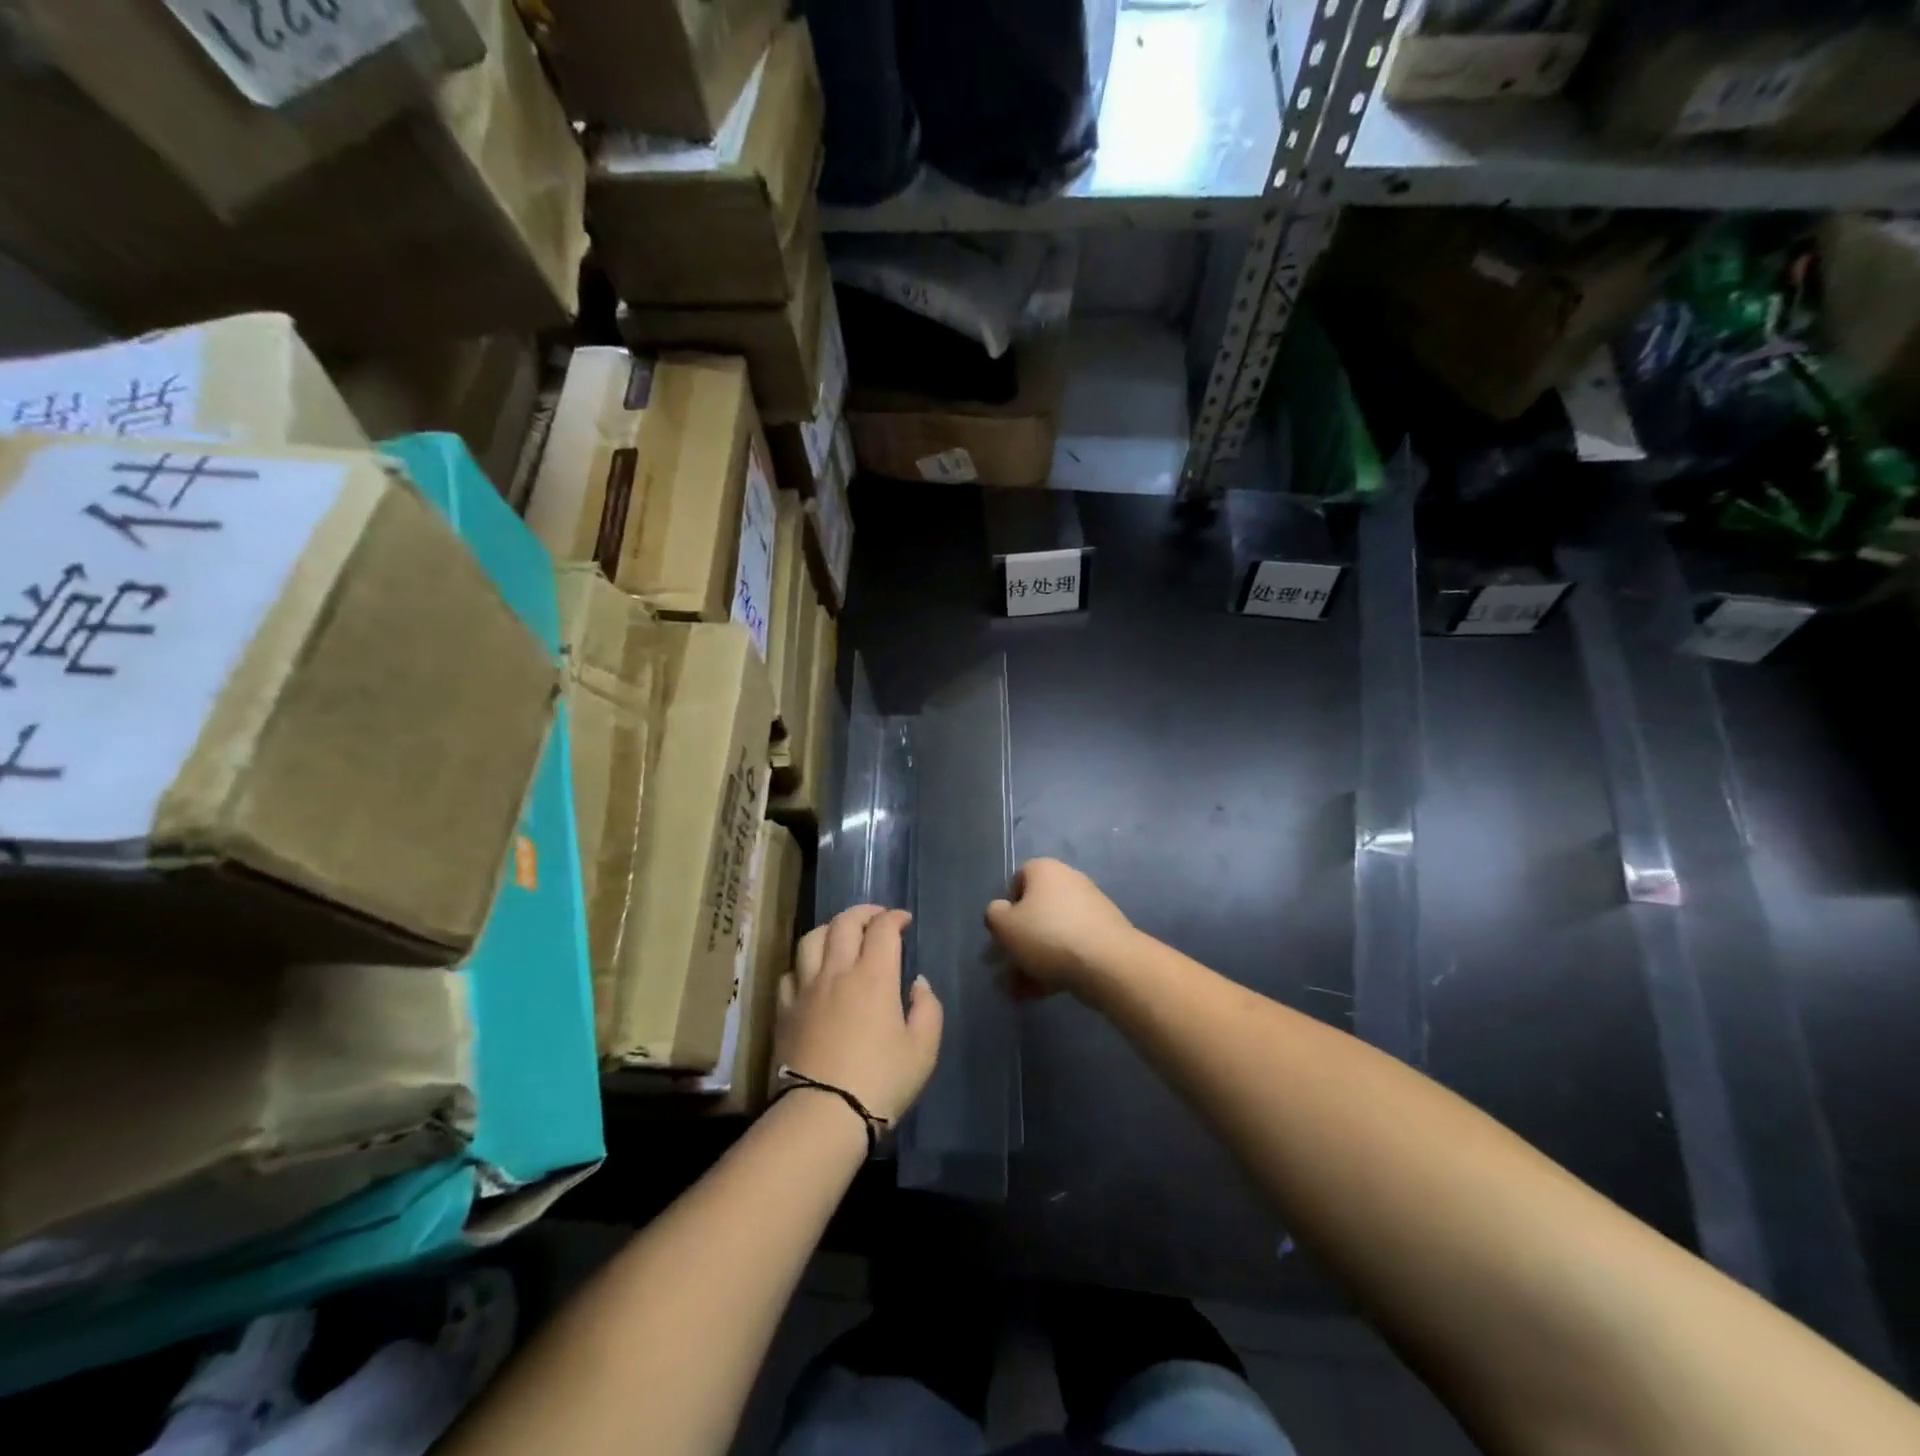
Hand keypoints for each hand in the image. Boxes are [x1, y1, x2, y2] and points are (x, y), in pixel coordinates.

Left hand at [776, 905, 942, 1124]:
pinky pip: (790, 971)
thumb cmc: (881, 1081)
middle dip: (863, 912)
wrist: (823, 1115)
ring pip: (811, 938)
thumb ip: (927, 1008)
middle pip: (844, 923)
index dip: (894, 917)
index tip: (904, 920)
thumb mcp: (923, 1049)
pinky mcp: (784, 1010)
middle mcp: (837, 971)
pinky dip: (805, 963)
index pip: (882, 928)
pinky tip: (812, 973)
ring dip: (830, 929)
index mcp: (874, 975)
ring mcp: (806, 988)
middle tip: (876, 917)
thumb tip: (917, 983)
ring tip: (841, 935)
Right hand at [986, 859, 1137, 1000]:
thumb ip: (993, 915)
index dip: (1006, 907)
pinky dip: (1054, 966)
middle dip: (1018, 941)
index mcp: (1045, 870)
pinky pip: (1070, 948)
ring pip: (1051, 934)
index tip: (1002, 933)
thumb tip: (1001, 912)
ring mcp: (1090, 908)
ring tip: (1020, 990)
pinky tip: (1040, 992)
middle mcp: (1069, 881)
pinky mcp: (1104, 935)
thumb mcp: (1003, 925)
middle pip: (1035, 911)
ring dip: (1033, 960)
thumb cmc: (1047, 936)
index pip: (1017, 880)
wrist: (1107, 963)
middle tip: (1006, 967)